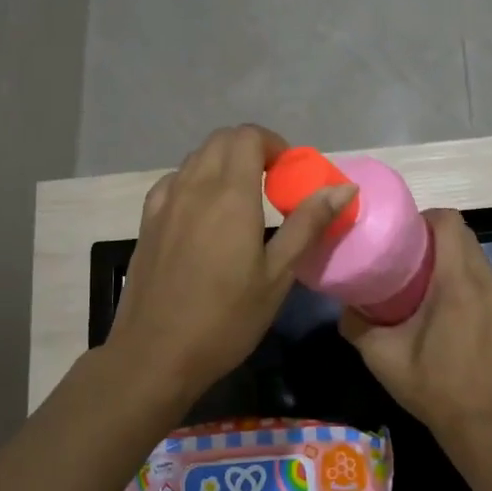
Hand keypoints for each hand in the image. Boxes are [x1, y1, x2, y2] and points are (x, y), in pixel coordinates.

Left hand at [106, 124, 356, 405]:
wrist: (155, 354)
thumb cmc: (226, 319)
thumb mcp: (278, 275)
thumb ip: (308, 224)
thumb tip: (344, 188)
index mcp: (230, 194)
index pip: (248, 136)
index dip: (273, 144)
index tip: (289, 173)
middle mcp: (194, 186)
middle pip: (221, 139)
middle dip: (251, 148)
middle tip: (272, 182)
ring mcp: (165, 202)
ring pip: (196, 157)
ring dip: (223, 162)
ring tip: (242, 198)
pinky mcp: (147, 220)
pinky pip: (174, 181)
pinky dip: (195, 180)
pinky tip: (204, 212)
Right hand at [339, 208, 491, 443]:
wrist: (480, 424)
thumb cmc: (432, 386)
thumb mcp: (382, 356)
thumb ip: (356, 324)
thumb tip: (344, 303)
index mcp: (457, 284)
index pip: (449, 223)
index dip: (423, 218)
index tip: (399, 233)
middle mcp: (483, 282)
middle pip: (463, 233)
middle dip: (432, 232)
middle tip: (402, 251)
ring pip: (474, 253)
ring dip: (448, 252)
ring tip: (417, 272)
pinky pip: (481, 274)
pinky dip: (460, 271)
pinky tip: (437, 298)